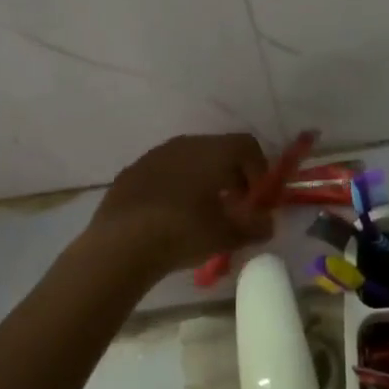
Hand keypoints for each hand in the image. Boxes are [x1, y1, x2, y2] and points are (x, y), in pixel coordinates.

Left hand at [87, 134, 273, 278]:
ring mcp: (154, 155)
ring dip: (202, 179)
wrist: (121, 244)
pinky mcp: (131, 171)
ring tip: (201, 212)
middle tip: (233, 206)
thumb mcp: (228, 236)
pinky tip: (170, 215)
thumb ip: (255, 228)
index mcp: (214, 151)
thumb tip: (267, 224)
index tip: (256, 198)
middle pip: (218, 150)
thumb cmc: (184, 232)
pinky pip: (163, 171)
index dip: (259, 169)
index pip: (247, 145)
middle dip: (231, 175)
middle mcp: (185, 144)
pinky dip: (175, 186)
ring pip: (189, 159)